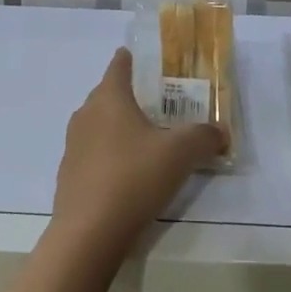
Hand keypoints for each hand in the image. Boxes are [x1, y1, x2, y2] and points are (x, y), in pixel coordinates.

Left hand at [52, 49, 225, 257]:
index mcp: (109, 98)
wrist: (88, 234)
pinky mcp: (69, 176)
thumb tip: (221, 131)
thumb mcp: (180, 153)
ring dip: (118, 128)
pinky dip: (108, 156)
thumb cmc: (134, 177)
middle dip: (128, 96)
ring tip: (144, 139)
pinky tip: (127, 174)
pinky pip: (93, 154)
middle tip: (156, 103)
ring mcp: (73, 146)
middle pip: (107, 95)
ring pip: (98, 125)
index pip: (119, 66)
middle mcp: (86, 115)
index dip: (130, 59)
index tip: (141, 57)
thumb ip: (204, 136)